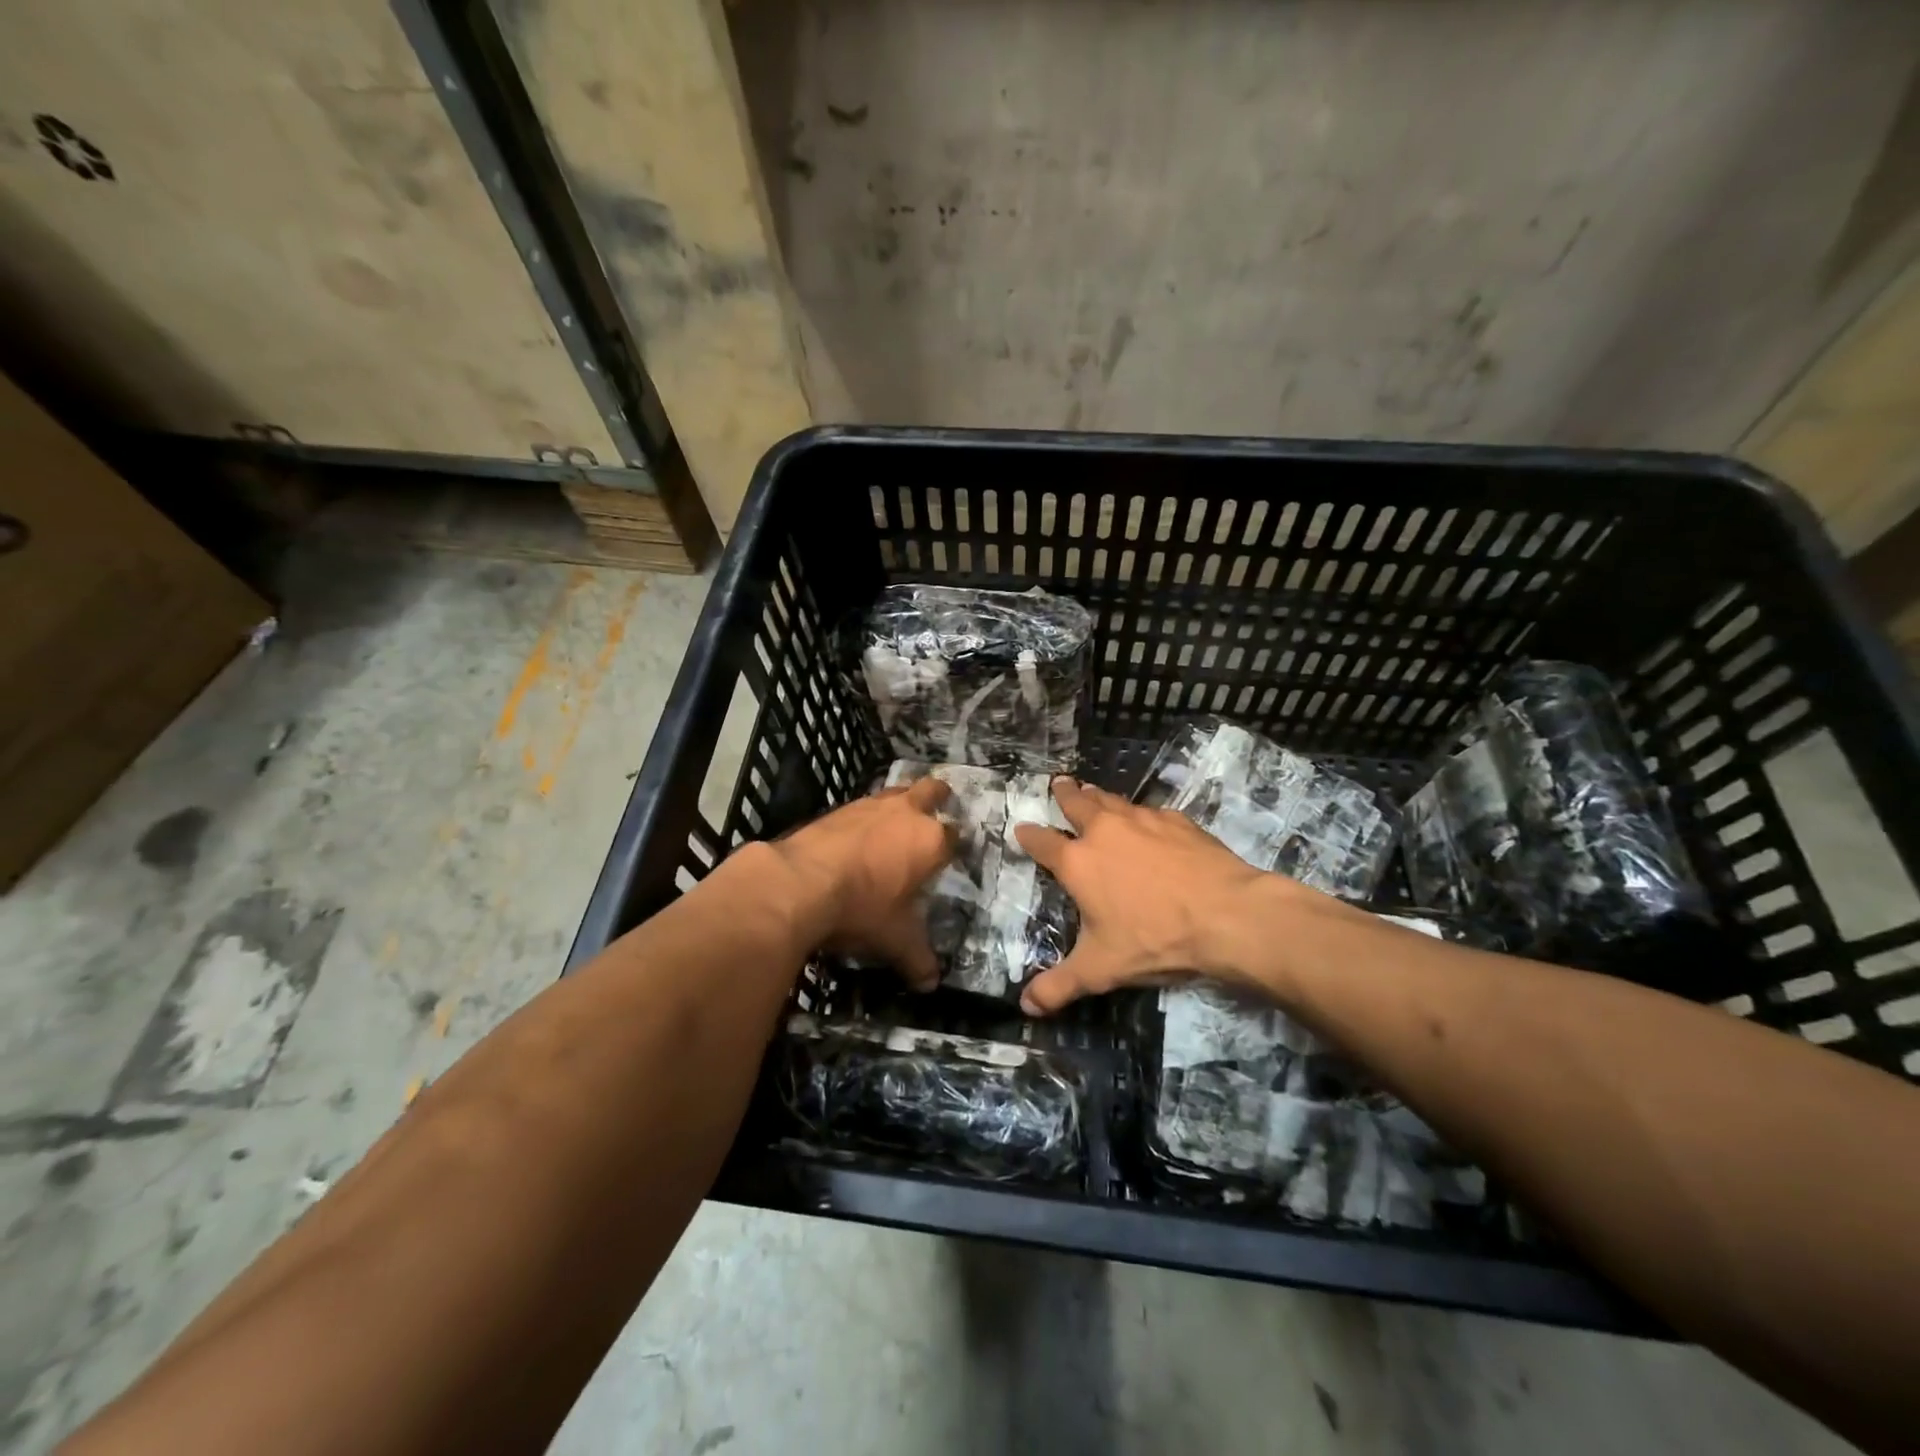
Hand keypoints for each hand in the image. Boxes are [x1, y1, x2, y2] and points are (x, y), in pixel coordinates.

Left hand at [767, 776, 953, 989]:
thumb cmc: (861, 908)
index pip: (954, 837)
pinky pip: (862, 806)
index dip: (954, 846)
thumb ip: (916, 958)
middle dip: (937, 797)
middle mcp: (905, 813)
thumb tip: (930, 984)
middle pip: (931, 791)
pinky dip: (865, 818)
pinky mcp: (838, 809)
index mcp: (930, 841)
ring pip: (895, 792)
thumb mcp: (894, 940)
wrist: (799, 882)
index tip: (951, 856)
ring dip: (899, 804)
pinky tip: (857, 837)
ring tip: (895, 824)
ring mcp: (869, 805)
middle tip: (937, 809)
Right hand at [1014, 778, 1327, 1013]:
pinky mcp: (1177, 821)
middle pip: (1077, 803)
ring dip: (1099, 796)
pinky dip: (1140, 814)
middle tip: (1059, 783)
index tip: (1021, 829)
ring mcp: (1143, 821)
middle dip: (1064, 793)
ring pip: (1113, 800)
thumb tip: (1025, 1006)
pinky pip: (1150, 811)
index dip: (1029, 836)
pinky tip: (1148, 820)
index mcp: (1078, 862)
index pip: (1042, 842)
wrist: (1227, 915)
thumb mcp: (1101, 970)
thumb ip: (1060, 986)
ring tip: (1092, 791)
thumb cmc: (1154, 940)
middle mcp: (1105, 831)